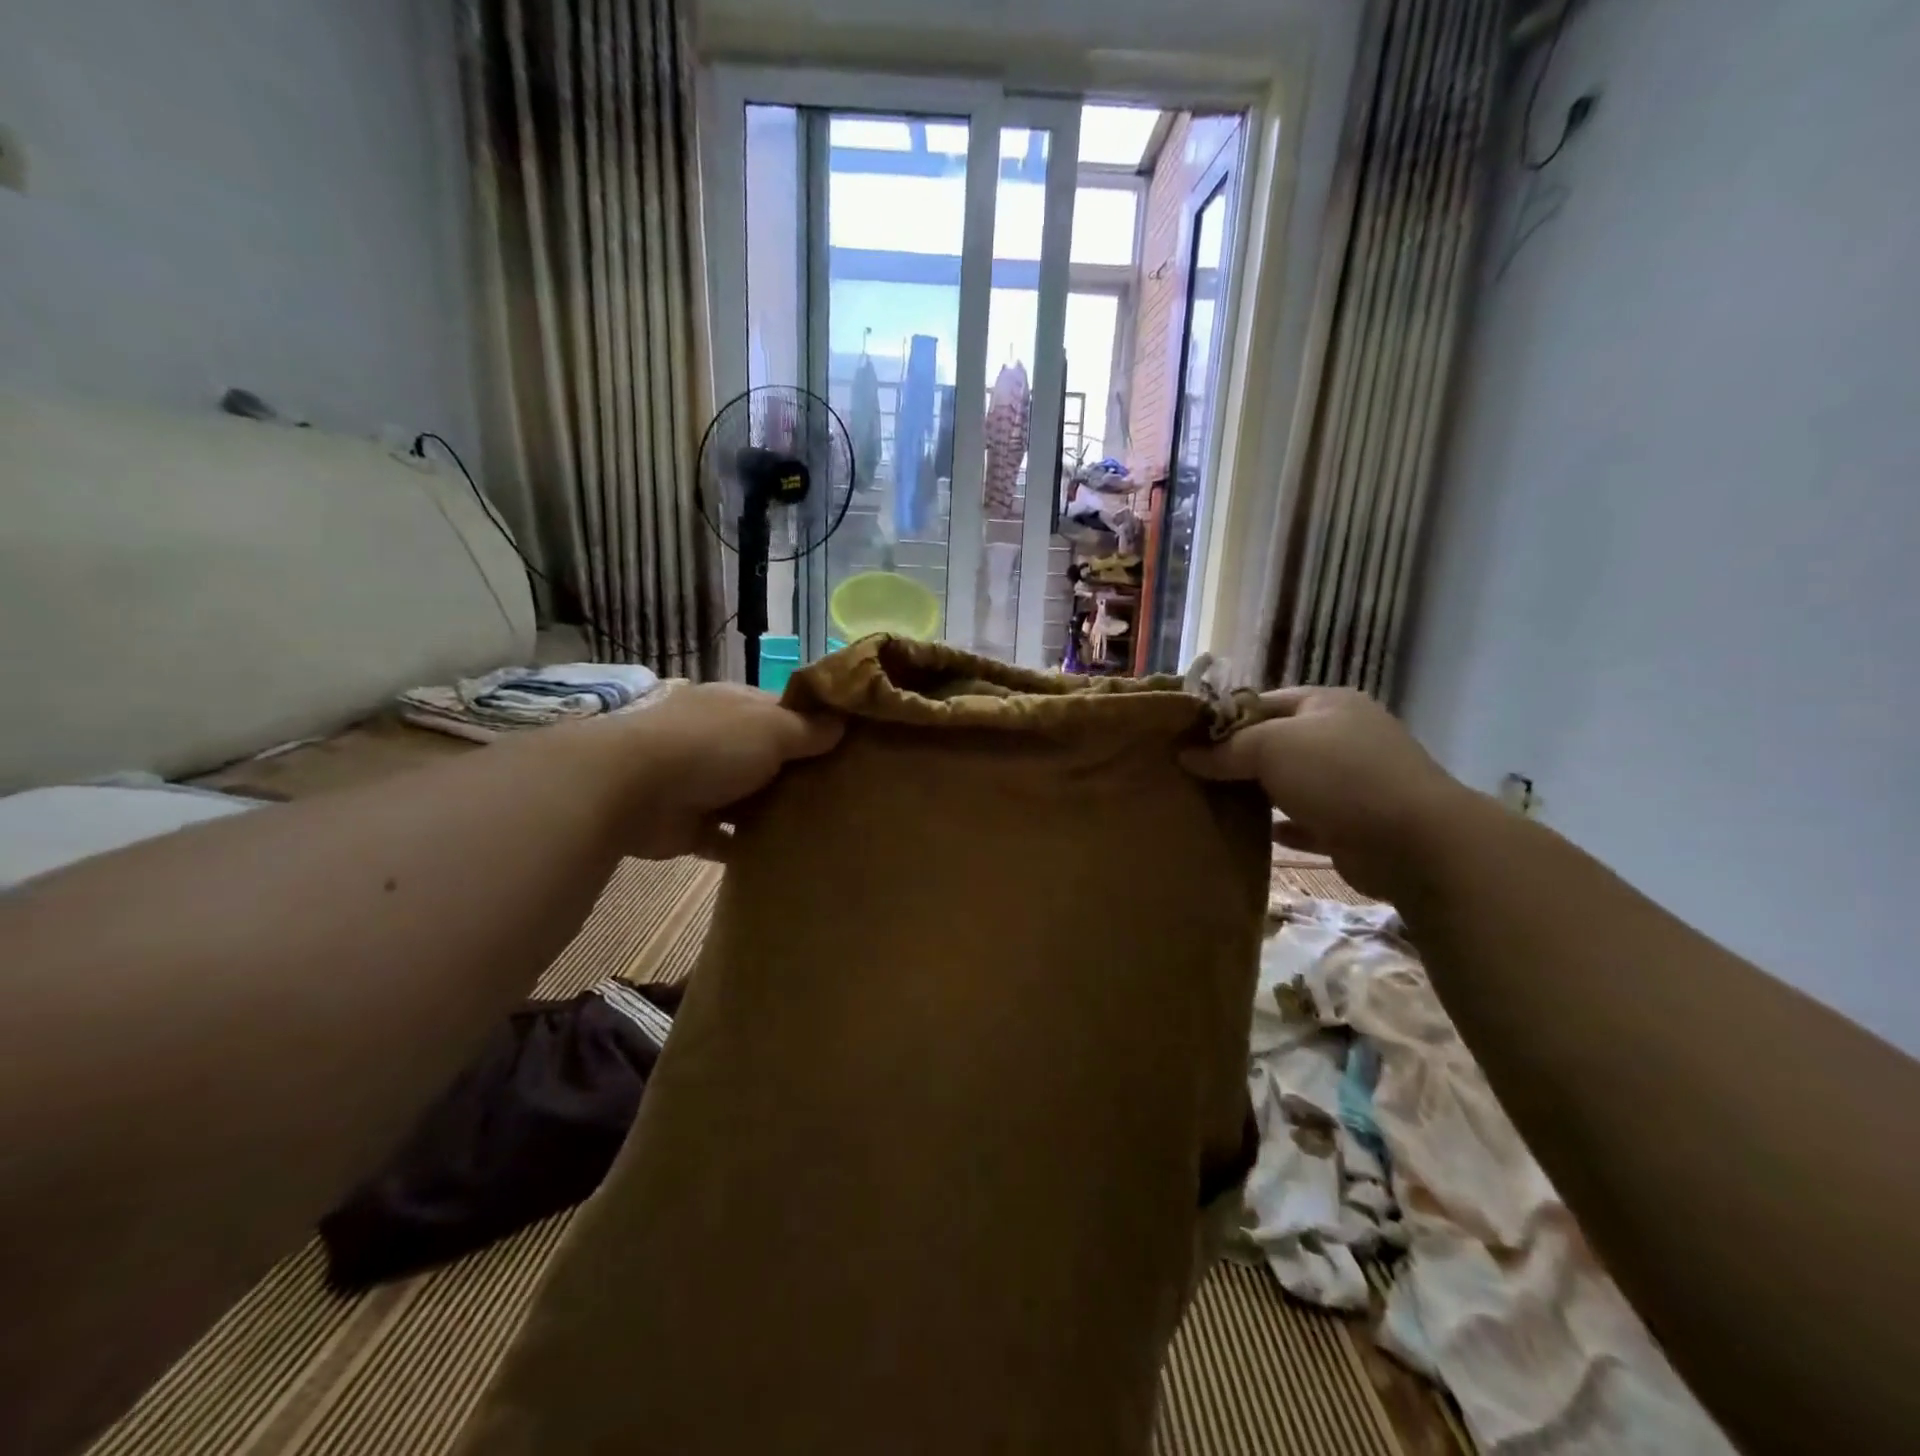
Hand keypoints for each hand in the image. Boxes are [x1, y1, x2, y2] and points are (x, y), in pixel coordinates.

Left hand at [592, 683, 842, 859]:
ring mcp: (701, 783)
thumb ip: (809, 729)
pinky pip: (726, 838)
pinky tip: (783, 856)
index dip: (815, 726)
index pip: (783, 711)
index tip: (850, 748)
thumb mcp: (772, 728)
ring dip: (774, 811)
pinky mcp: (689, 825)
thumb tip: (843, 722)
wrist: (631, 790)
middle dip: (800, 773)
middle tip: (846, 793)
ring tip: (823, 828)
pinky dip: (747, 846)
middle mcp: (718, 740)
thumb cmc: (711, 746)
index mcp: (736, 706)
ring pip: (749, 798)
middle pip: (768, 756)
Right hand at [1181, 687, 1471, 896]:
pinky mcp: (1353, 824)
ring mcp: (1352, 782)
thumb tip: (1185, 755)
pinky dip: (1282, 827)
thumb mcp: (1271, 747)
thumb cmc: (1338, 775)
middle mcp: (1342, 737)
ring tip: (1212, 803)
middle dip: (1237, 758)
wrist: (1414, 842)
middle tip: (1193, 774)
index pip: (1263, 702)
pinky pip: (1306, 821)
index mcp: (1327, 704)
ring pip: (1290, 783)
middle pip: (1276, 743)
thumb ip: (1226, 750)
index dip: (1224, 719)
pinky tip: (1254, 834)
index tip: (1187, 741)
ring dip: (1257, 793)